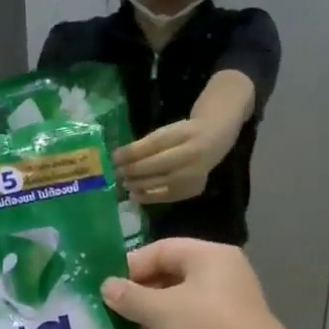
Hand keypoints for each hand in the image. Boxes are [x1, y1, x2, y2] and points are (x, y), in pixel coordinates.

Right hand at [100, 239, 286, 328]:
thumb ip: (130, 297)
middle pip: (171, 277)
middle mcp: (221, 276)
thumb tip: (107, 287)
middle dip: (140, 294)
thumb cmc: (204, 328)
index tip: (107, 286)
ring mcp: (226, 308)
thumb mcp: (161, 310)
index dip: (132, 265)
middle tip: (112, 310)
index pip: (163, 249)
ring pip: (180, 306)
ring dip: (152, 318)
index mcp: (209, 256)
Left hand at [114, 116, 236, 204]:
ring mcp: (194, 174)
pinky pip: (167, 196)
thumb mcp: (167, 131)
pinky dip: (149, 197)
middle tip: (117, 173)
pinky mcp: (193, 190)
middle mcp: (192, 155)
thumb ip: (146, 144)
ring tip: (124, 184)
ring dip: (138, 185)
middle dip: (133, 170)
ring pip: (161, 182)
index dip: (132, 152)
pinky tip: (136, 195)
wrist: (214, 141)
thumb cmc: (184, 135)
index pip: (154, 144)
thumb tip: (119, 159)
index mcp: (184, 134)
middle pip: (157, 165)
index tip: (114, 158)